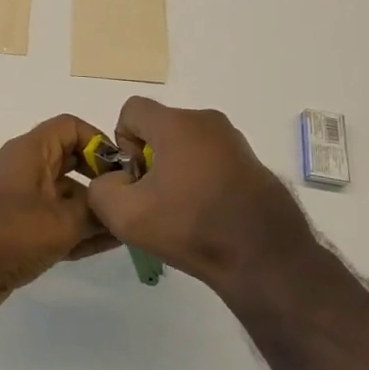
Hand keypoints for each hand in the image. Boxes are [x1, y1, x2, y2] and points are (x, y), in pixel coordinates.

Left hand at [0, 115, 119, 314]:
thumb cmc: (9, 234)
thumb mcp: (61, 222)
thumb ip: (95, 211)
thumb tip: (119, 205)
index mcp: (31, 152)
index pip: (70, 128)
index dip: (99, 142)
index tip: (123, 169)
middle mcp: (26, 169)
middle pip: (72, 161)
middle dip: (102, 180)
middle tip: (132, 200)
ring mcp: (23, 200)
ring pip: (67, 196)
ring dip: (95, 210)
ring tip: (130, 226)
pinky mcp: (21, 229)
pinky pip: (58, 221)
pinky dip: (80, 229)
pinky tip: (111, 244)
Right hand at [87, 98, 317, 297]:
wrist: (266, 259)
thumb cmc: (192, 227)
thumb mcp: (126, 216)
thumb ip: (101, 189)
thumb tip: (115, 180)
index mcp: (177, 123)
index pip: (132, 110)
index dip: (123, 142)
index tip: (136, 178)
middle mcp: (207, 121)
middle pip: (160, 128)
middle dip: (150, 159)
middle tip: (156, 201)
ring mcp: (234, 142)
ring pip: (187, 146)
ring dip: (176, 171)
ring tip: (183, 213)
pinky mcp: (252, 164)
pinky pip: (212, 161)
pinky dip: (202, 181)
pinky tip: (209, 216)